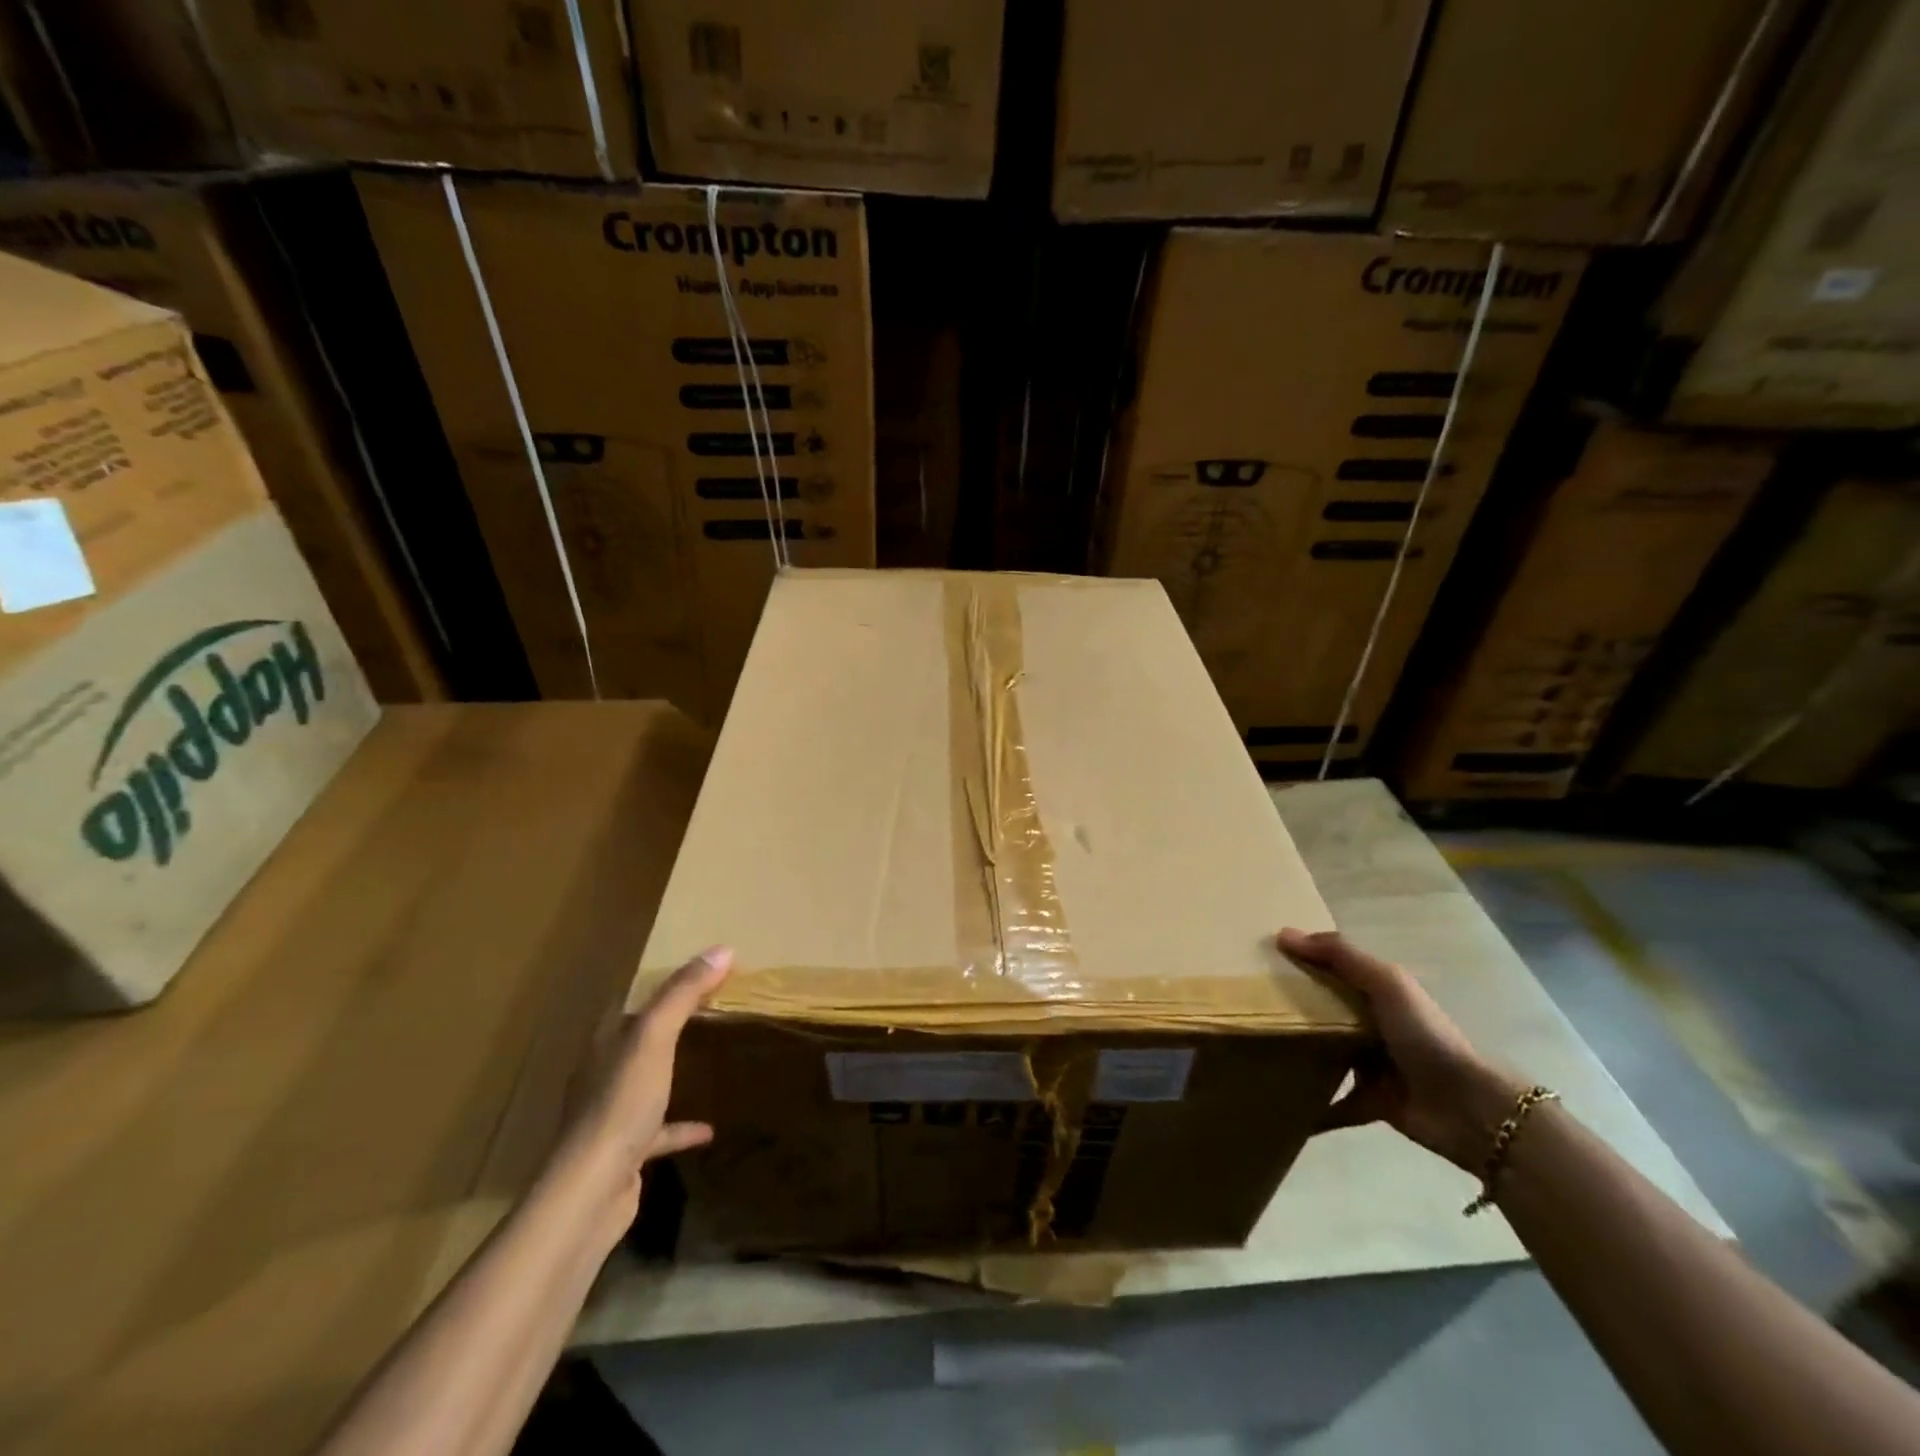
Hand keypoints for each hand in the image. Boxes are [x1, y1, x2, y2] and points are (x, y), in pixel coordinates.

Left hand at [559, 946, 731, 1221]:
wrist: (591, 1193)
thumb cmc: (620, 1104)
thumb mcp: (655, 1037)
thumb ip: (684, 993)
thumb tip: (721, 949)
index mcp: (604, 1043)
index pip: (630, 1001)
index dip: (659, 984)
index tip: (695, 970)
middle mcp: (603, 1074)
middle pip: (638, 1040)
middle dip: (667, 1024)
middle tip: (708, 1008)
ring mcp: (612, 1115)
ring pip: (646, 1082)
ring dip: (671, 1072)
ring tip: (707, 1060)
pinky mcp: (625, 1151)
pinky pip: (659, 1130)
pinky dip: (682, 1126)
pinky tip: (710, 1129)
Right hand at [1279, 929, 1523, 1172]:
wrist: (1468, 1108)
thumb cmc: (1425, 1035)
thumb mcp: (1386, 983)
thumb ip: (1340, 955)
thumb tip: (1282, 934)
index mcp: (1379, 993)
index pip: (1335, 970)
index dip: (1303, 961)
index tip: (1260, 959)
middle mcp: (1374, 1025)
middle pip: (1326, 1011)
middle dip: (1293, 1007)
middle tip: (1246, 1004)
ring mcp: (1373, 1066)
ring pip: (1327, 1054)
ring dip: (1300, 1053)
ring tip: (1257, 1048)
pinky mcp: (1371, 1103)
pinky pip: (1335, 1104)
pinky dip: (1313, 1109)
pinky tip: (1283, 1108)